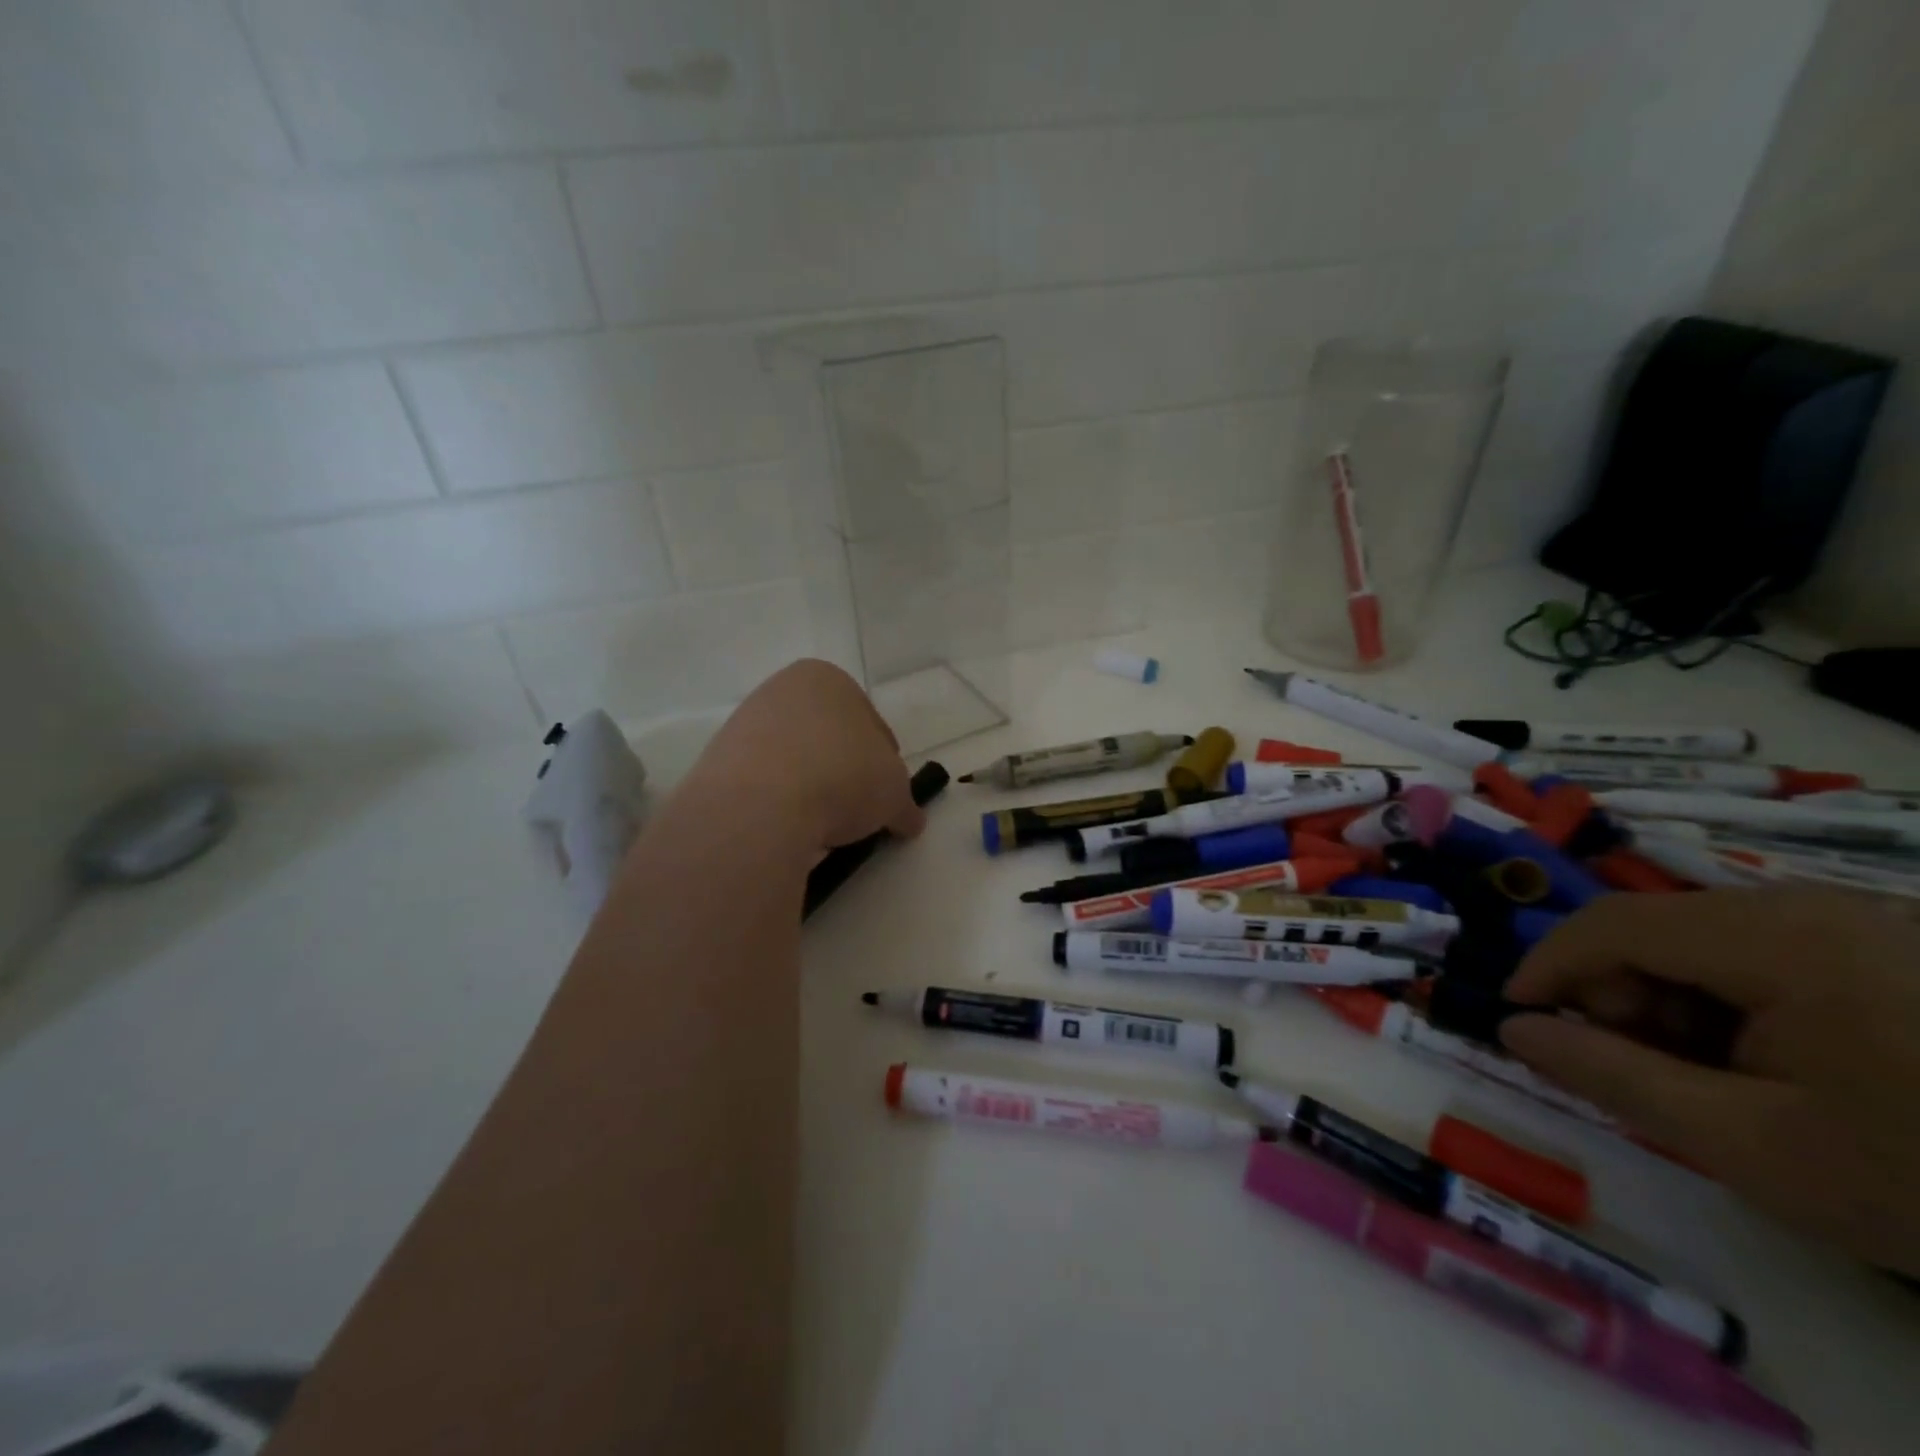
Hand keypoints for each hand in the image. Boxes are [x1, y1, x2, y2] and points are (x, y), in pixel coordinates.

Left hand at [684, 659, 925, 852]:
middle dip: (844, 771)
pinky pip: (763, 784)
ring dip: (810, 788)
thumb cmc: (842, 775)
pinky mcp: (717, 762)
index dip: (886, 761)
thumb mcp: (894, 792)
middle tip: (857, 811)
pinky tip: (789, 828)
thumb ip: (904, 802)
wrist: (759, 805)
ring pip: (793, 760)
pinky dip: (779, 803)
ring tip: (822, 826)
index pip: (871, 722)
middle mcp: (782, 691)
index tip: (887, 794)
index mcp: (828, 679)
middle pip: (828, 737)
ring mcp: (744, 725)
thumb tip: (908, 820)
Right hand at [1500, 888, 1919, 1273]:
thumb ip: (1614, 1077)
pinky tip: (1781, 1064)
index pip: (1609, 925)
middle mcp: (1814, 906)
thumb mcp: (1756, 1147)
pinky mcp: (1900, 945)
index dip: (1546, 965)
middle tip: (1637, 1069)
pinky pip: (1772, 951)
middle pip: (1659, 928)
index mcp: (1778, 939)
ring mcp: (1868, 921)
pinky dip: (1740, 1001)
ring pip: (1709, 940)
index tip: (1516, 1016)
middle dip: (1621, 993)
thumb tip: (1514, 1028)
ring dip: (1678, 1000)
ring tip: (1716, 1078)